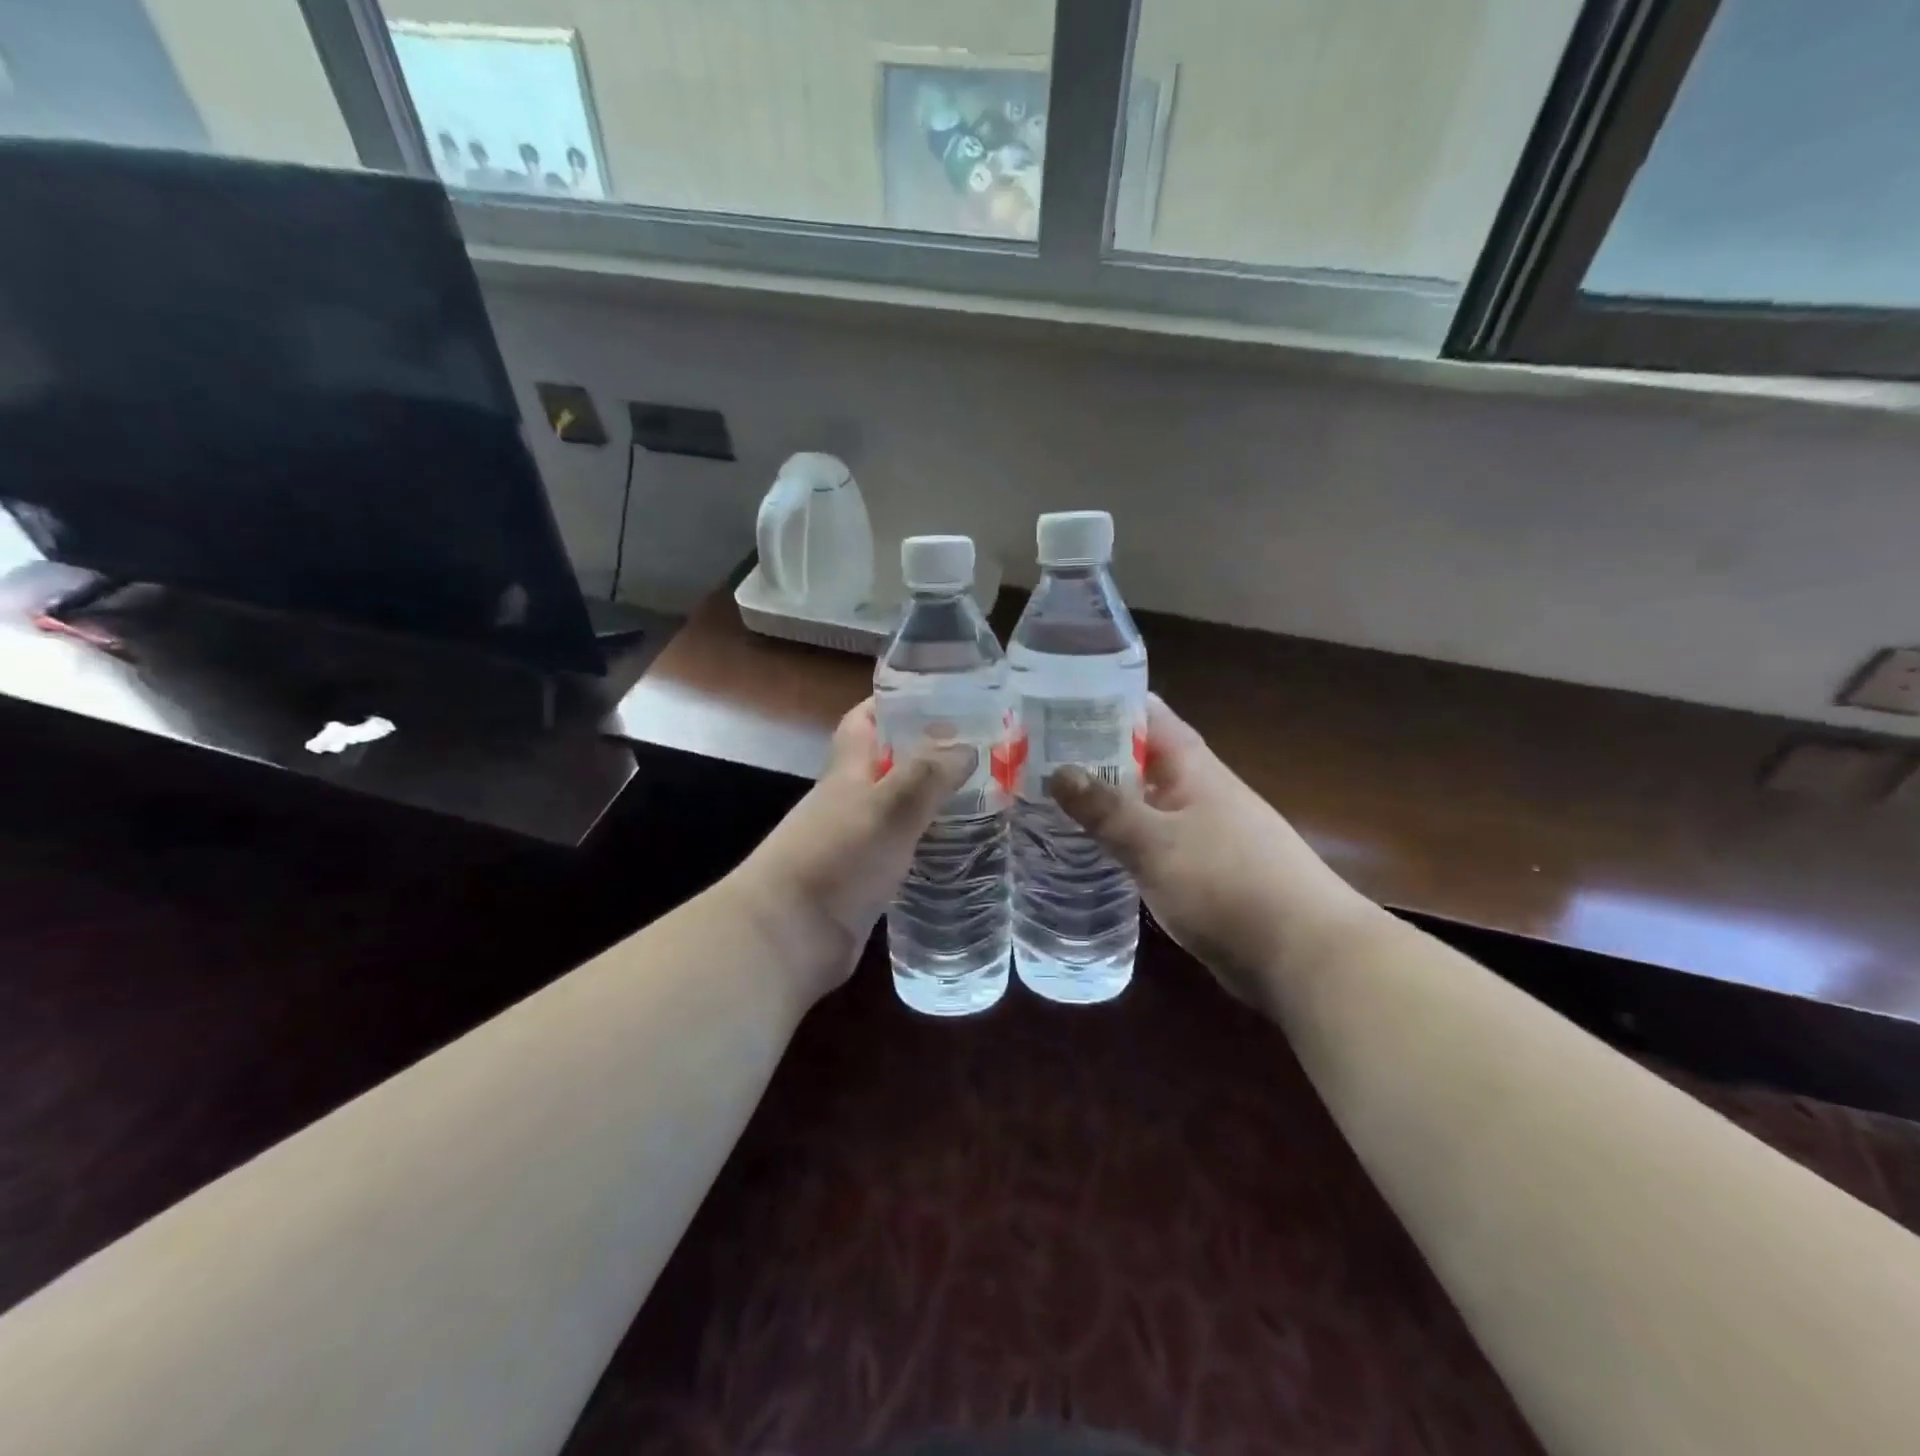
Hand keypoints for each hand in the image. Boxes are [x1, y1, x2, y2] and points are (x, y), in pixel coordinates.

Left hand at [733, 700, 974, 1003]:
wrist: (787, 937)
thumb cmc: (836, 859)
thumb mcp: (888, 808)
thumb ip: (927, 775)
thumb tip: (966, 747)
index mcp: (847, 772)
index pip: (863, 721)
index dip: (891, 702)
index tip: (935, 695)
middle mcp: (847, 802)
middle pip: (885, 765)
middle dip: (925, 753)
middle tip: (978, 751)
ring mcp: (852, 844)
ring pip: (895, 809)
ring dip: (929, 801)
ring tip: (981, 798)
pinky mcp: (861, 882)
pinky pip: (899, 850)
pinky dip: (924, 843)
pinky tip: (957, 850)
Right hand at [1048, 695, 1377, 1012]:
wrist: (1304, 956)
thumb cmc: (1228, 885)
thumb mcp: (1156, 844)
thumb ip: (1106, 808)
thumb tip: (1057, 771)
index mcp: (1193, 767)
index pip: (1146, 714)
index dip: (1103, 702)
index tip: (1053, 702)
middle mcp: (1197, 790)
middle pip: (1139, 758)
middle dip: (1091, 754)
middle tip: (1032, 754)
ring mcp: (1200, 831)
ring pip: (1142, 801)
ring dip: (1103, 798)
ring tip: (1046, 797)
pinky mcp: (1199, 870)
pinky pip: (1150, 841)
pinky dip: (1120, 837)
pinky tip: (1087, 848)